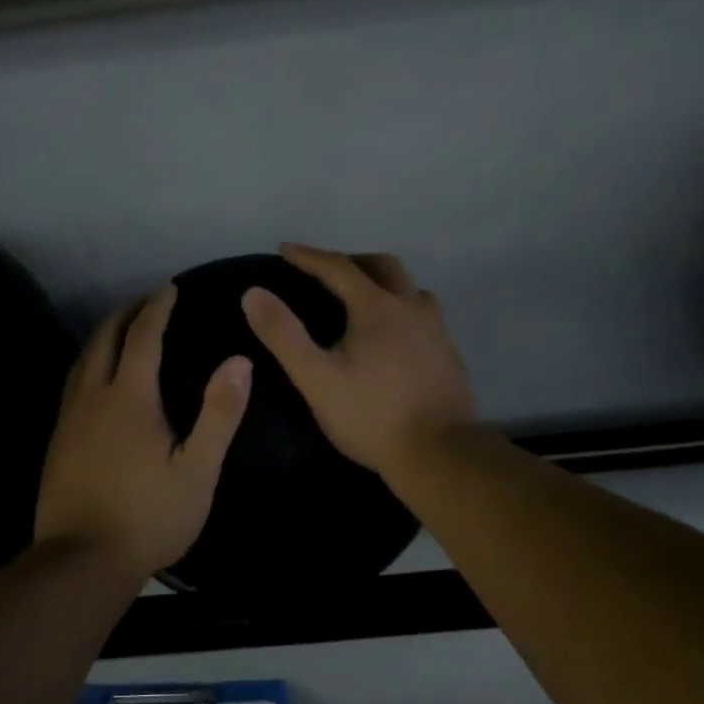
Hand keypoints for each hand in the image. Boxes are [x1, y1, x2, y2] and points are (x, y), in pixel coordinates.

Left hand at [35, 285, 252, 580]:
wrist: (81, 561)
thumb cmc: (149, 515)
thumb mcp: (197, 470)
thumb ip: (219, 414)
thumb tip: (240, 361)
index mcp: (129, 397)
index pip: (143, 336)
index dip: (157, 308)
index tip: (169, 288)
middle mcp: (93, 397)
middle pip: (105, 339)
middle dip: (126, 313)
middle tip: (146, 301)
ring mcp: (70, 419)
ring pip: (83, 360)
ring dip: (103, 335)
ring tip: (121, 329)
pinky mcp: (58, 441)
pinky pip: (73, 383)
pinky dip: (89, 363)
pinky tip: (96, 379)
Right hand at [241, 243, 474, 478]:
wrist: (437, 454)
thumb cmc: (370, 415)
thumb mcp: (316, 377)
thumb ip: (283, 334)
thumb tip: (253, 293)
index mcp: (377, 308)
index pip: (338, 267)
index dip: (309, 256)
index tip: (285, 249)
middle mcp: (411, 309)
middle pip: (384, 267)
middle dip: (352, 261)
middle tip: (328, 271)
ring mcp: (437, 332)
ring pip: (413, 290)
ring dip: (386, 284)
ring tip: (366, 299)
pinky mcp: (450, 356)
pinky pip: (427, 317)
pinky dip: (405, 312)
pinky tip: (397, 337)